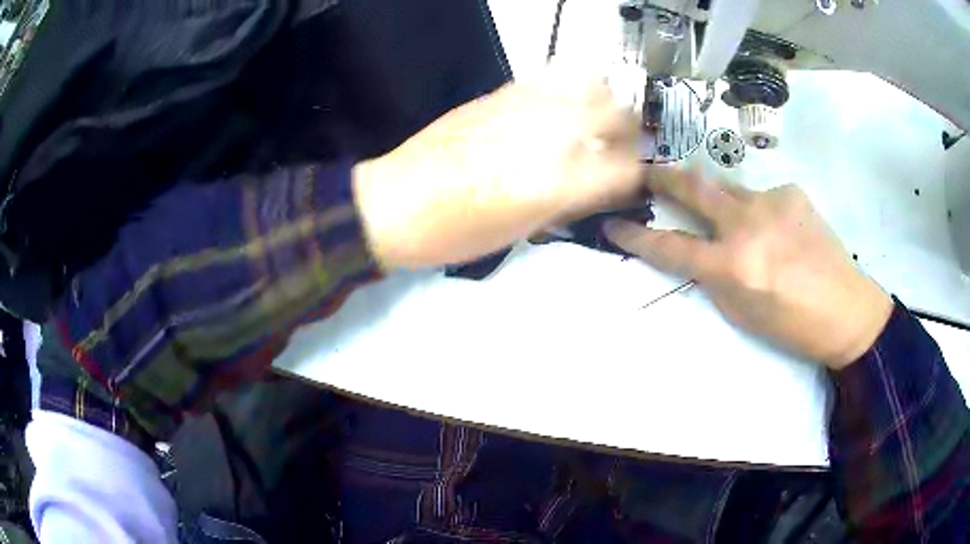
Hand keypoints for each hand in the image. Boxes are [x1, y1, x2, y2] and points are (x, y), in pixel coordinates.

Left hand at [353, 67, 643, 268]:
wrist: (394, 204)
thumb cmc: (454, 234)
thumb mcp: (517, 232)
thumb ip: (563, 204)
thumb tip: (591, 186)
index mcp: (554, 185)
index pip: (622, 170)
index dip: (633, 175)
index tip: (628, 179)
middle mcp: (547, 139)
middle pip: (615, 116)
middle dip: (629, 129)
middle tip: (621, 142)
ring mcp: (522, 110)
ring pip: (587, 85)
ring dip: (603, 100)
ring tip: (596, 115)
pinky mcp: (497, 95)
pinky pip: (546, 76)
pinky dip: (566, 84)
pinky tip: (561, 99)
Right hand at [604, 168, 892, 368]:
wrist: (847, 309)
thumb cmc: (792, 325)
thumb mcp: (741, 311)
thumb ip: (714, 276)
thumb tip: (700, 250)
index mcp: (733, 266)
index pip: (671, 246)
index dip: (637, 235)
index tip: (613, 224)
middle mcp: (747, 224)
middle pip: (693, 187)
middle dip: (663, 177)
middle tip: (646, 172)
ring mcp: (771, 200)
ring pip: (728, 187)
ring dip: (719, 199)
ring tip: (735, 222)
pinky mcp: (792, 191)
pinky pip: (761, 195)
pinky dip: (760, 211)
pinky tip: (780, 231)